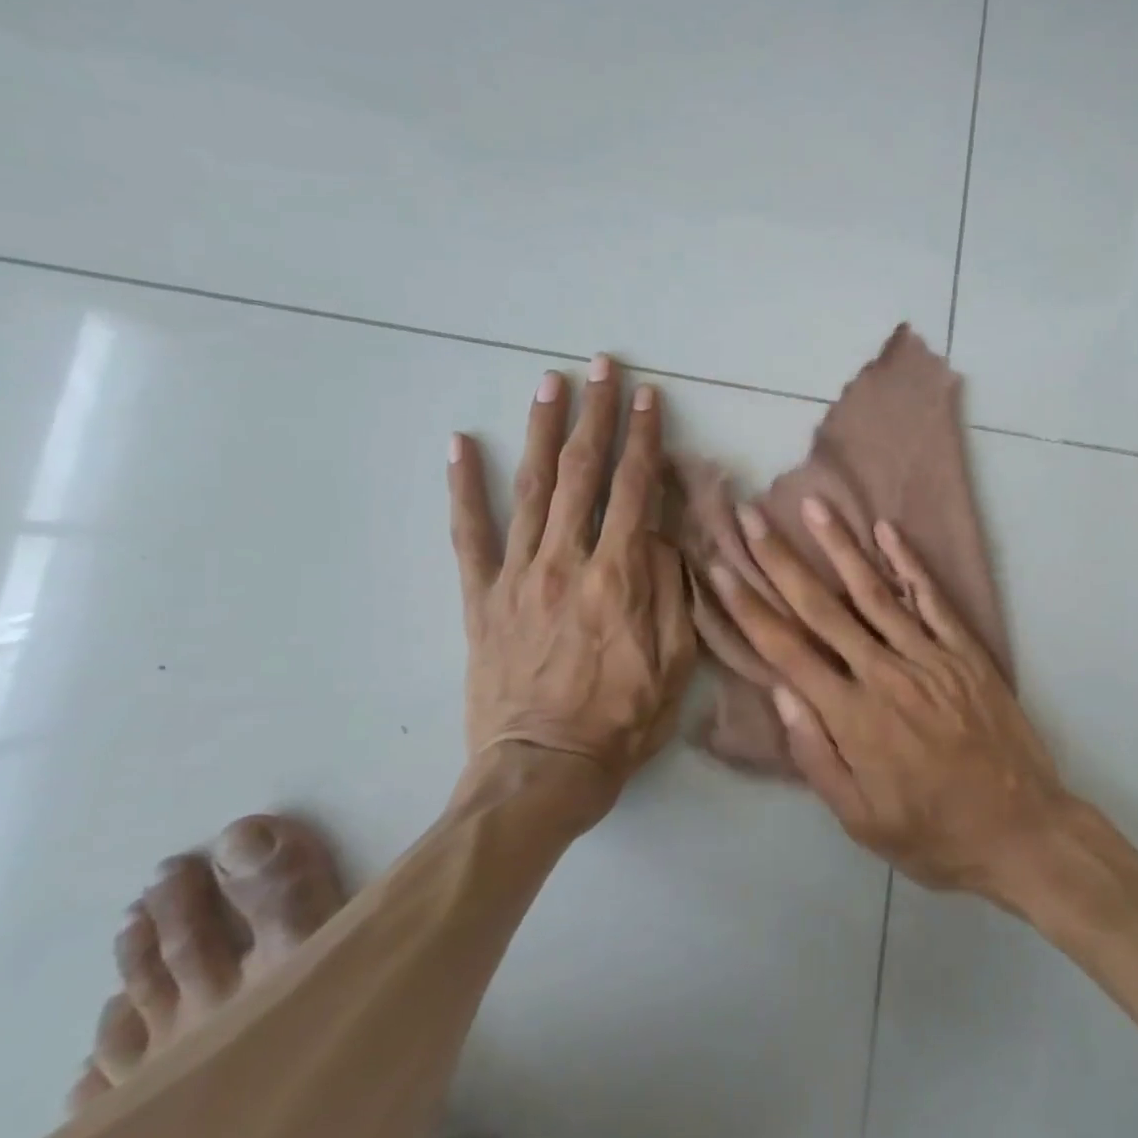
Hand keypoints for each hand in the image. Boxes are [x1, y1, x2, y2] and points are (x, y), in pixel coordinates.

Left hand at [447, 356, 696, 793]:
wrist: (541, 771)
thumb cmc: (623, 719)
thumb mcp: (676, 660)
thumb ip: (672, 588)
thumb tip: (665, 531)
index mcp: (619, 575)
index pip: (635, 488)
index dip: (644, 437)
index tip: (648, 396)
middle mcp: (566, 561)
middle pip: (583, 472)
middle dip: (595, 413)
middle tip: (601, 366)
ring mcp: (517, 575)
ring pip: (532, 487)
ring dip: (543, 430)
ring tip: (549, 382)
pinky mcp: (482, 597)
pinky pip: (469, 534)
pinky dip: (465, 487)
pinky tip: (461, 445)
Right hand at [709, 498, 1066, 893]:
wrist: (1022, 830)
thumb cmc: (933, 833)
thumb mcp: (861, 820)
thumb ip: (816, 756)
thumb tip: (782, 694)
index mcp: (853, 718)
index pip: (787, 651)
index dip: (749, 606)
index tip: (722, 567)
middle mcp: (885, 675)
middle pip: (822, 608)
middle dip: (782, 560)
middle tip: (751, 516)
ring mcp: (929, 657)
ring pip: (875, 592)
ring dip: (840, 546)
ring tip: (813, 505)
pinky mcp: (964, 651)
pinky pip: (932, 599)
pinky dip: (909, 563)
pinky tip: (887, 530)